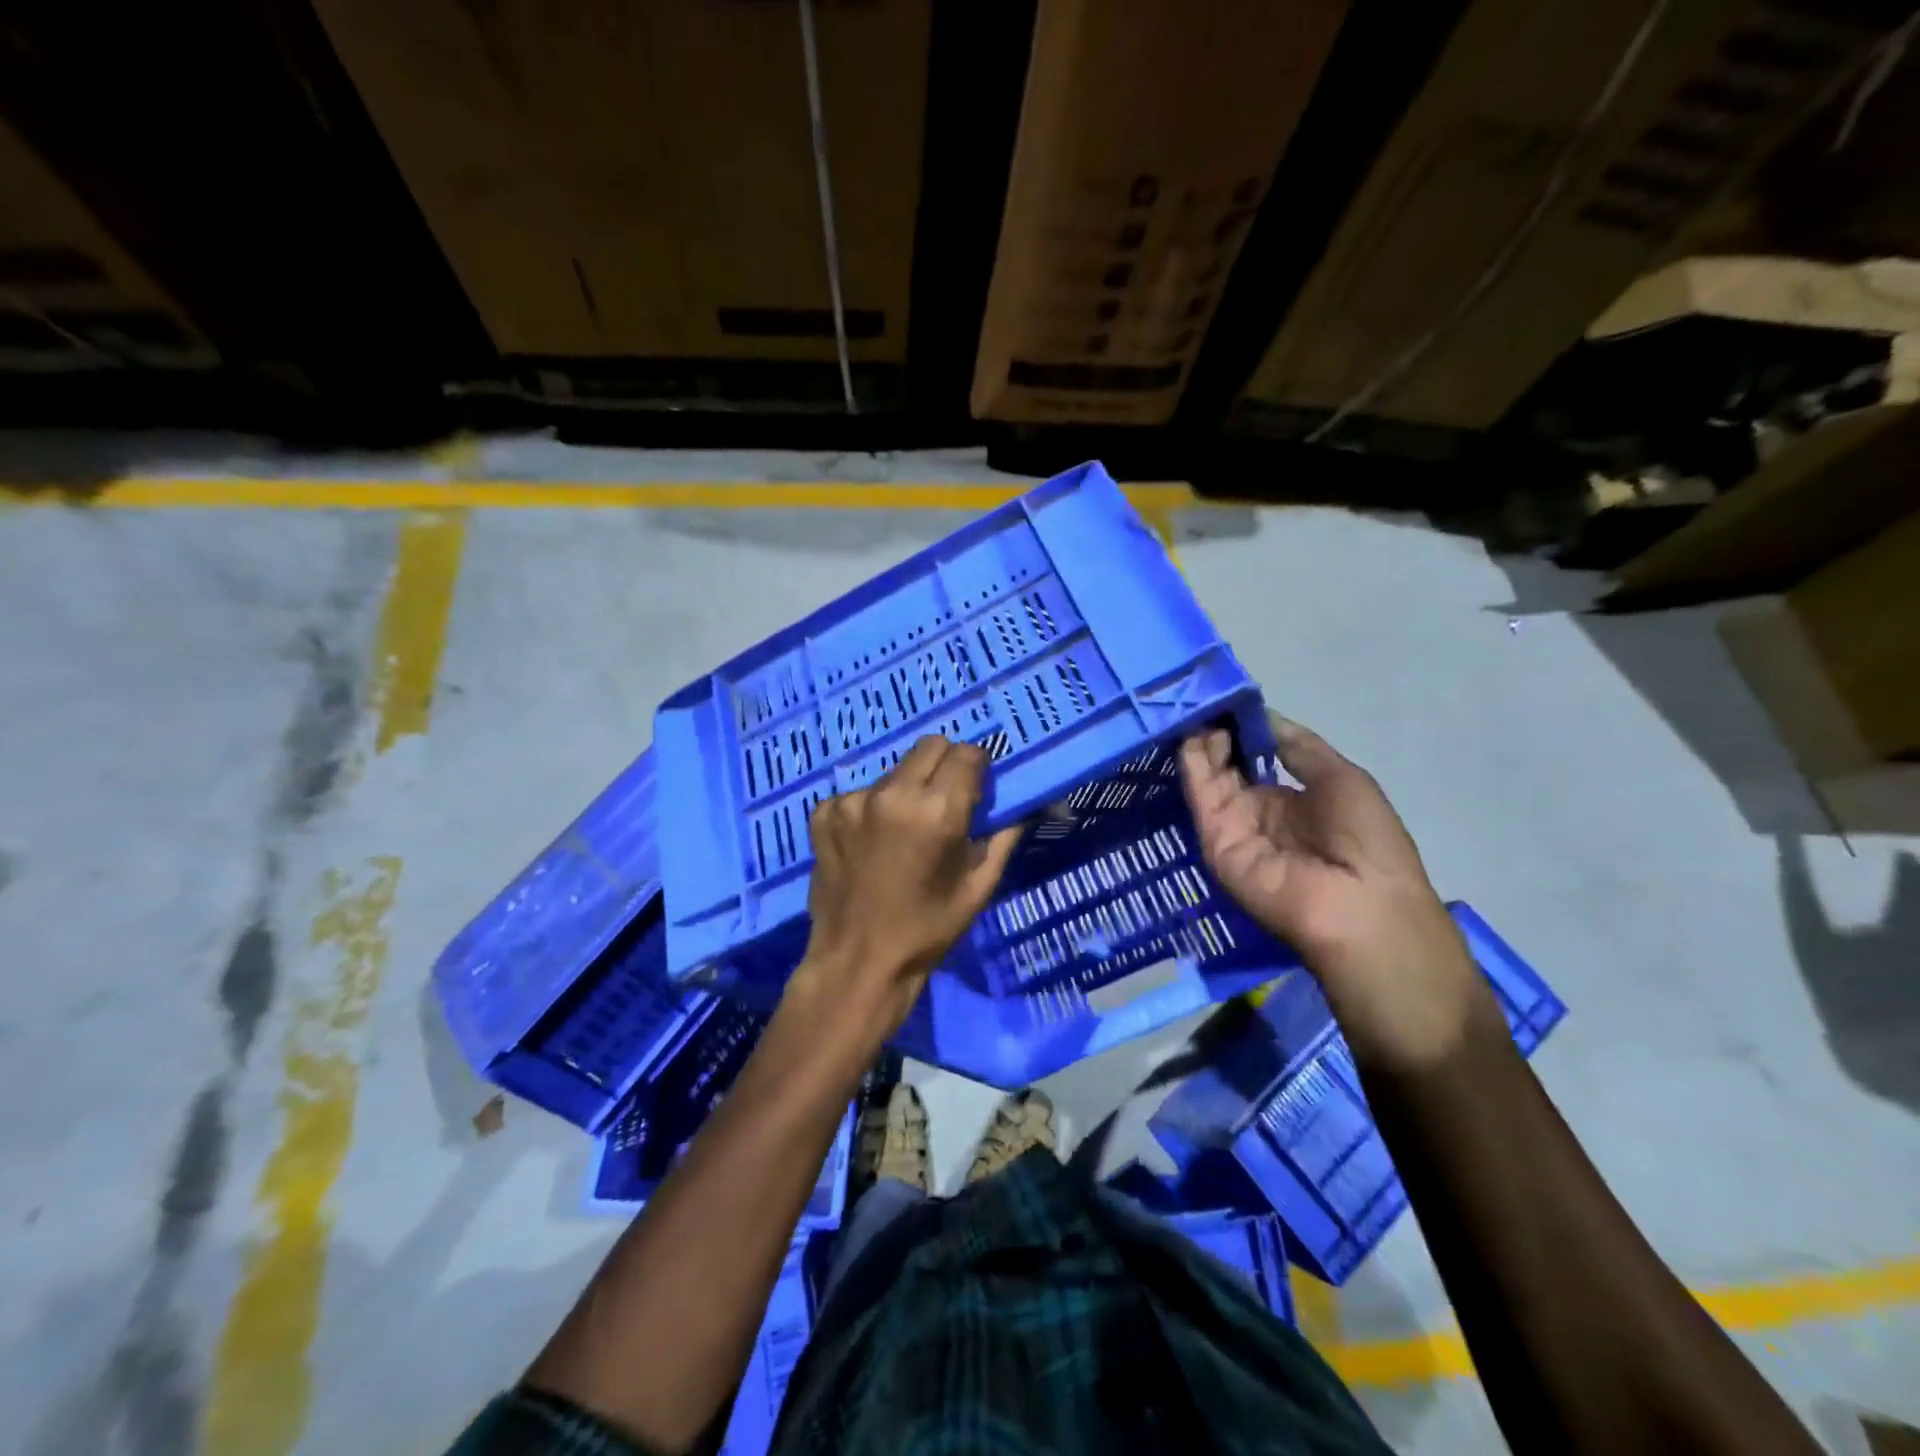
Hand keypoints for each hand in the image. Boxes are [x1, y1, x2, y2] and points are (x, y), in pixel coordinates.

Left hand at [786, 735, 1022, 1053]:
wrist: (857, 963)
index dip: (977, 768)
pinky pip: (858, 794)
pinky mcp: (824, 812)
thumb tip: (1021, 803)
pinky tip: (869, 844)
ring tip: (902, 831)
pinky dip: (870, 810)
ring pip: (893, 771)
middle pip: (930, 746)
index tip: (975, 790)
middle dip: (945, 765)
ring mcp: (852, 801)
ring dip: (905, 789)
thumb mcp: (978, 886)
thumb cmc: (927, 930)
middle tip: (943, 801)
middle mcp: (892, 794)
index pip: (967, 753)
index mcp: (938, 811)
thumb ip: (1002, 835)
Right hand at [1179, 714, 1492, 1069]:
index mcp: (1295, 799)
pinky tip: (1192, 734)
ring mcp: (1235, 827)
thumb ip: (1299, 747)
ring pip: (1211, 777)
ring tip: (1197, 708)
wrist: (1358, 903)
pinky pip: (1202, 797)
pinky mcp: (1215, 840)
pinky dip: (1194, 764)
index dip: (1246, 730)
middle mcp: (1260, 812)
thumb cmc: (1365, 838)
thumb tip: (1266, 716)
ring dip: (1203, 743)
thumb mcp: (1342, 777)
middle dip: (1219, 733)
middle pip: (1230, 766)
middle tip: (1205, 700)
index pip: (1259, 758)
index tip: (1230, 700)